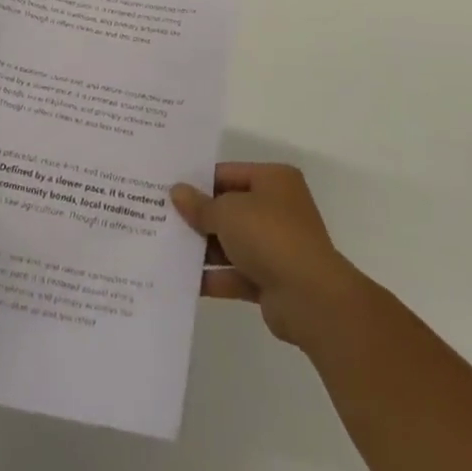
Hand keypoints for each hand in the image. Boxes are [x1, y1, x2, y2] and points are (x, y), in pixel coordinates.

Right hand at [171, 163, 366, 346]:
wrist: (310, 297)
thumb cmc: (269, 236)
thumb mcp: (228, 212)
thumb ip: (200, 205)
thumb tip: (177, 192)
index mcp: (274, 180)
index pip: (229, 173)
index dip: (199, 182)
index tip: (169, 191)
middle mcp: (277, 208)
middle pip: (230, 208)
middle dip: (199, 217)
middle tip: (161, 219)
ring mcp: (276, 245)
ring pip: (232, 242)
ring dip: (203, 248)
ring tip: (165, 249)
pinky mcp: (271, 279)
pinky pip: (236, 273)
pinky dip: (214, 277)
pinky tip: (183, 280)